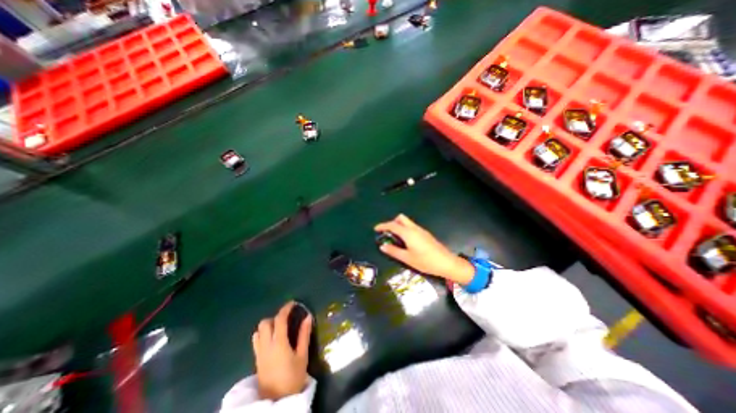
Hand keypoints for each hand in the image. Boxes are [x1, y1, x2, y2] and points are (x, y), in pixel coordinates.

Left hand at [253, 303, 308, 400]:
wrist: (277, 402)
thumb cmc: (293, 378)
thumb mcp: (302, 356)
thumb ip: (304, 335)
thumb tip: (308, 317)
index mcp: (278, 343)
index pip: (279, 319)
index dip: (286, 308)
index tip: (293, 303)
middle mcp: (266, 346)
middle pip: (265, 323)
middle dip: (275, 316)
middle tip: (287, 318)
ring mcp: (259, 353)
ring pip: (258, 331)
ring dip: (268, 325)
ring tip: (280, 328)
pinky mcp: (256, 360)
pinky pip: (256, 341)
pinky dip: (263, 334)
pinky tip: (272, 339)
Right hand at [375, 213, 473, 283]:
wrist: (446, 263)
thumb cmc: (425, 261)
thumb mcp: (407, 258)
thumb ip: (394, 251)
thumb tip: (383, 246)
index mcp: (408, 233)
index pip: (393, 225)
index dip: (383, 226)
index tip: (376, 229)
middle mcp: (414, 228)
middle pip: (401, 218)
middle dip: (392, 222)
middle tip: (387, 233)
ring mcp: (421, 230)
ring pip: (407, 222)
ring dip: (399, 226)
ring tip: (395, 239)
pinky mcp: (425, 234)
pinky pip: (412, 227)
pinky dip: (405, 229)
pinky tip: (405, 241)